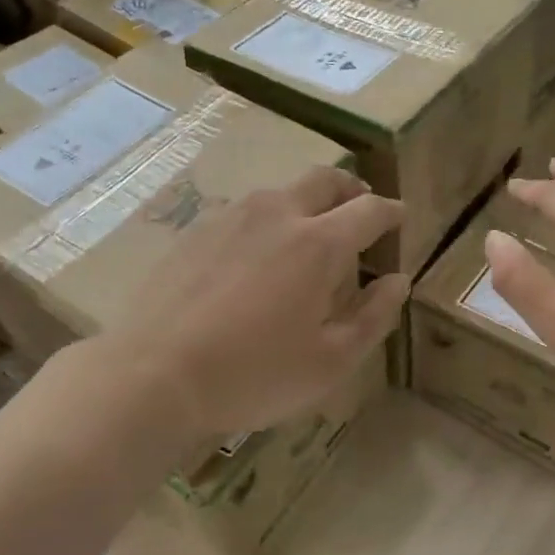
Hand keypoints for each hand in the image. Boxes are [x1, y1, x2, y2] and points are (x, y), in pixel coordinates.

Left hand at [53, 167, 405, 440]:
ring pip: (281, 191)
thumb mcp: (331, 360)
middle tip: (359, 212)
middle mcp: (277, 213)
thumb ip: (374, 316)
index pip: (370, 210)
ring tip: (308, 238)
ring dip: (307, 203)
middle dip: (351, 189)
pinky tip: (257, 257)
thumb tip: (397, 281)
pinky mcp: (195, 230)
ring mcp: (231, 217)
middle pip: (325, 179)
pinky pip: (245, 211)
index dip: (392, 212)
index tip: (401, 218)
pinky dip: (268, 221)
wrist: (153, 375)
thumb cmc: (254, 374)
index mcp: (319, 242)